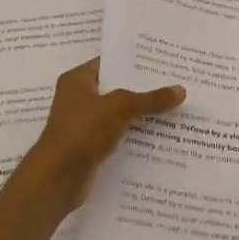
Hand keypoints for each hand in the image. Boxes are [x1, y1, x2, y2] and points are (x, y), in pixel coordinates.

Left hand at [23, 57, 185, 210]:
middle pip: (117, 89)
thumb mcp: (120, 108)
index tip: (164, 61)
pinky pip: (119, 136)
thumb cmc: (82, 131)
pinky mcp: (91, 148)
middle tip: (177, 83)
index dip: (135, 61)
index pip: (110, 62)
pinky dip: (136, 137)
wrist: (57, 179)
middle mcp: (79, 99)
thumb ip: (150, 99)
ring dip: (142, 115)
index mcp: (78, 80)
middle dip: (144, 89)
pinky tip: (162, 137)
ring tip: (177, 109)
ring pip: (120, 115)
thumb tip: (181, 90)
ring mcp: (84, 125)